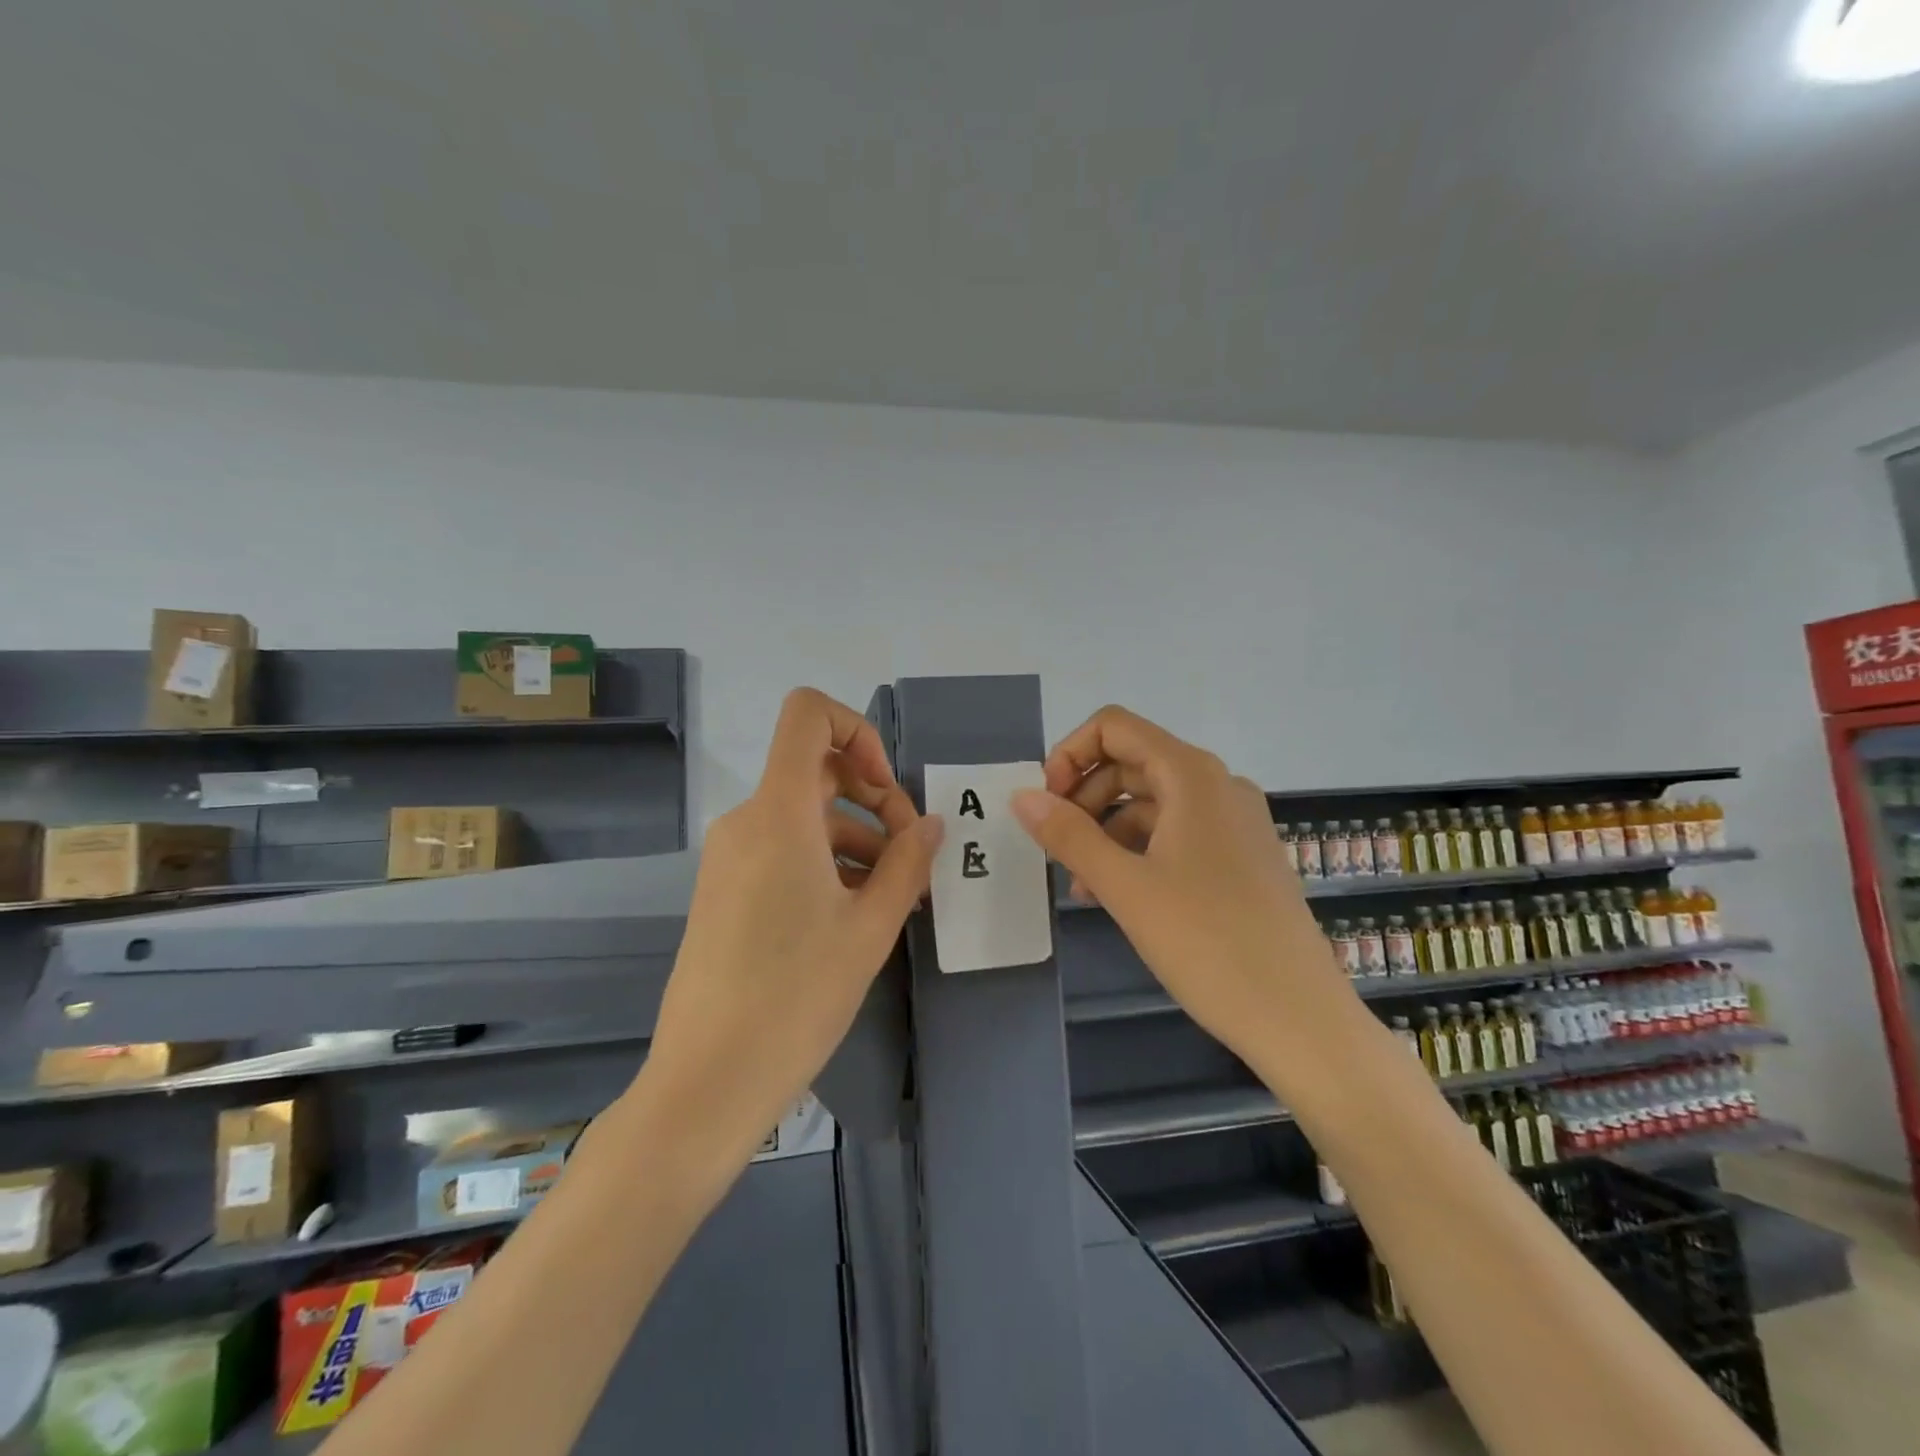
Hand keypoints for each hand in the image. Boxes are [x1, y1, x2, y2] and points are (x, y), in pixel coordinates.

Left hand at [638, 688, 943, 1161]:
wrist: (708, 1081)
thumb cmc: (796, 996)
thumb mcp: (869, 927)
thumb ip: (907, 863)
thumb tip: (930, 825)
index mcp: (778, 813)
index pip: (807, 716)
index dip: (857, 729)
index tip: (887, 789)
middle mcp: (747, 820)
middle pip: (816, 769)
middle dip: (874, 797)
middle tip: (911, 854)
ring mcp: (730, 856)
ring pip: (806, 815)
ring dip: (858, 837)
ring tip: (898, 894)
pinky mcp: (726, 889)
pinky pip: (784, 848)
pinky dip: (827, 860)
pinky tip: (859, 910)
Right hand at [1010, 705, 1343, 1062]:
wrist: (1299, 1018)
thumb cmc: (1207, 942)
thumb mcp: (1125, 887)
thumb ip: (1068, 834)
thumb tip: (1021, 796)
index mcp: (1192, 775)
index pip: (1114, 727)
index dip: (1070, 755)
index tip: (1047, 805)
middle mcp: (1218, 785)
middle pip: (1131, 762)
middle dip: (1084, 797)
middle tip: (1056, 849)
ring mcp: (1235, 821)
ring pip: (1152, 802)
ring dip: (1106, 830)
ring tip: (1080, 884)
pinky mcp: (1241, 857)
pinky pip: (1176, 833)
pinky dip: (1138, 851)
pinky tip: (1116, 895)